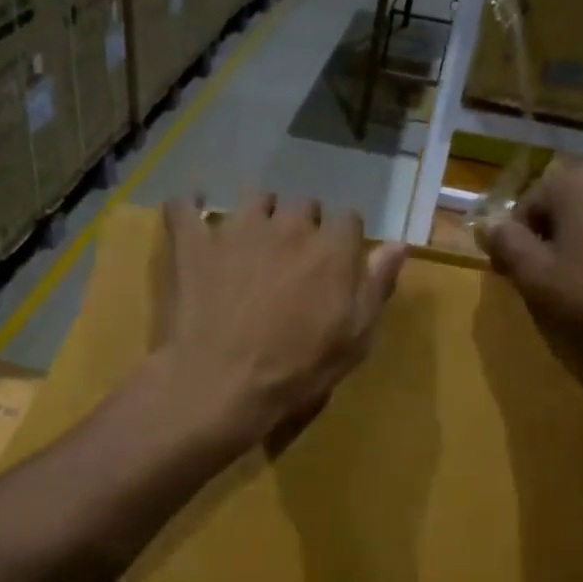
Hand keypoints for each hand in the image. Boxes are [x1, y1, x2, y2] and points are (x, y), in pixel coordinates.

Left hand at [157, 192, 405, 449]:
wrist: (223, 383)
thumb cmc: (298, 370)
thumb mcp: (355, 338)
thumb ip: (376, 285)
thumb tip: (398, 244)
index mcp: (332, 248)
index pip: (348, 221)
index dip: (343, 242)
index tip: (336, 266)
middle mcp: (288, 226)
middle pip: (303, 205)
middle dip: (302, 226)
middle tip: (293, 262)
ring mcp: (237, 229)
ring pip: (254, 198)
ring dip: (258, 214)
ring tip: (251, 242)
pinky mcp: (192, 243)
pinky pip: (185, 206)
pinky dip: (189, 207)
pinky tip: (192, 214)